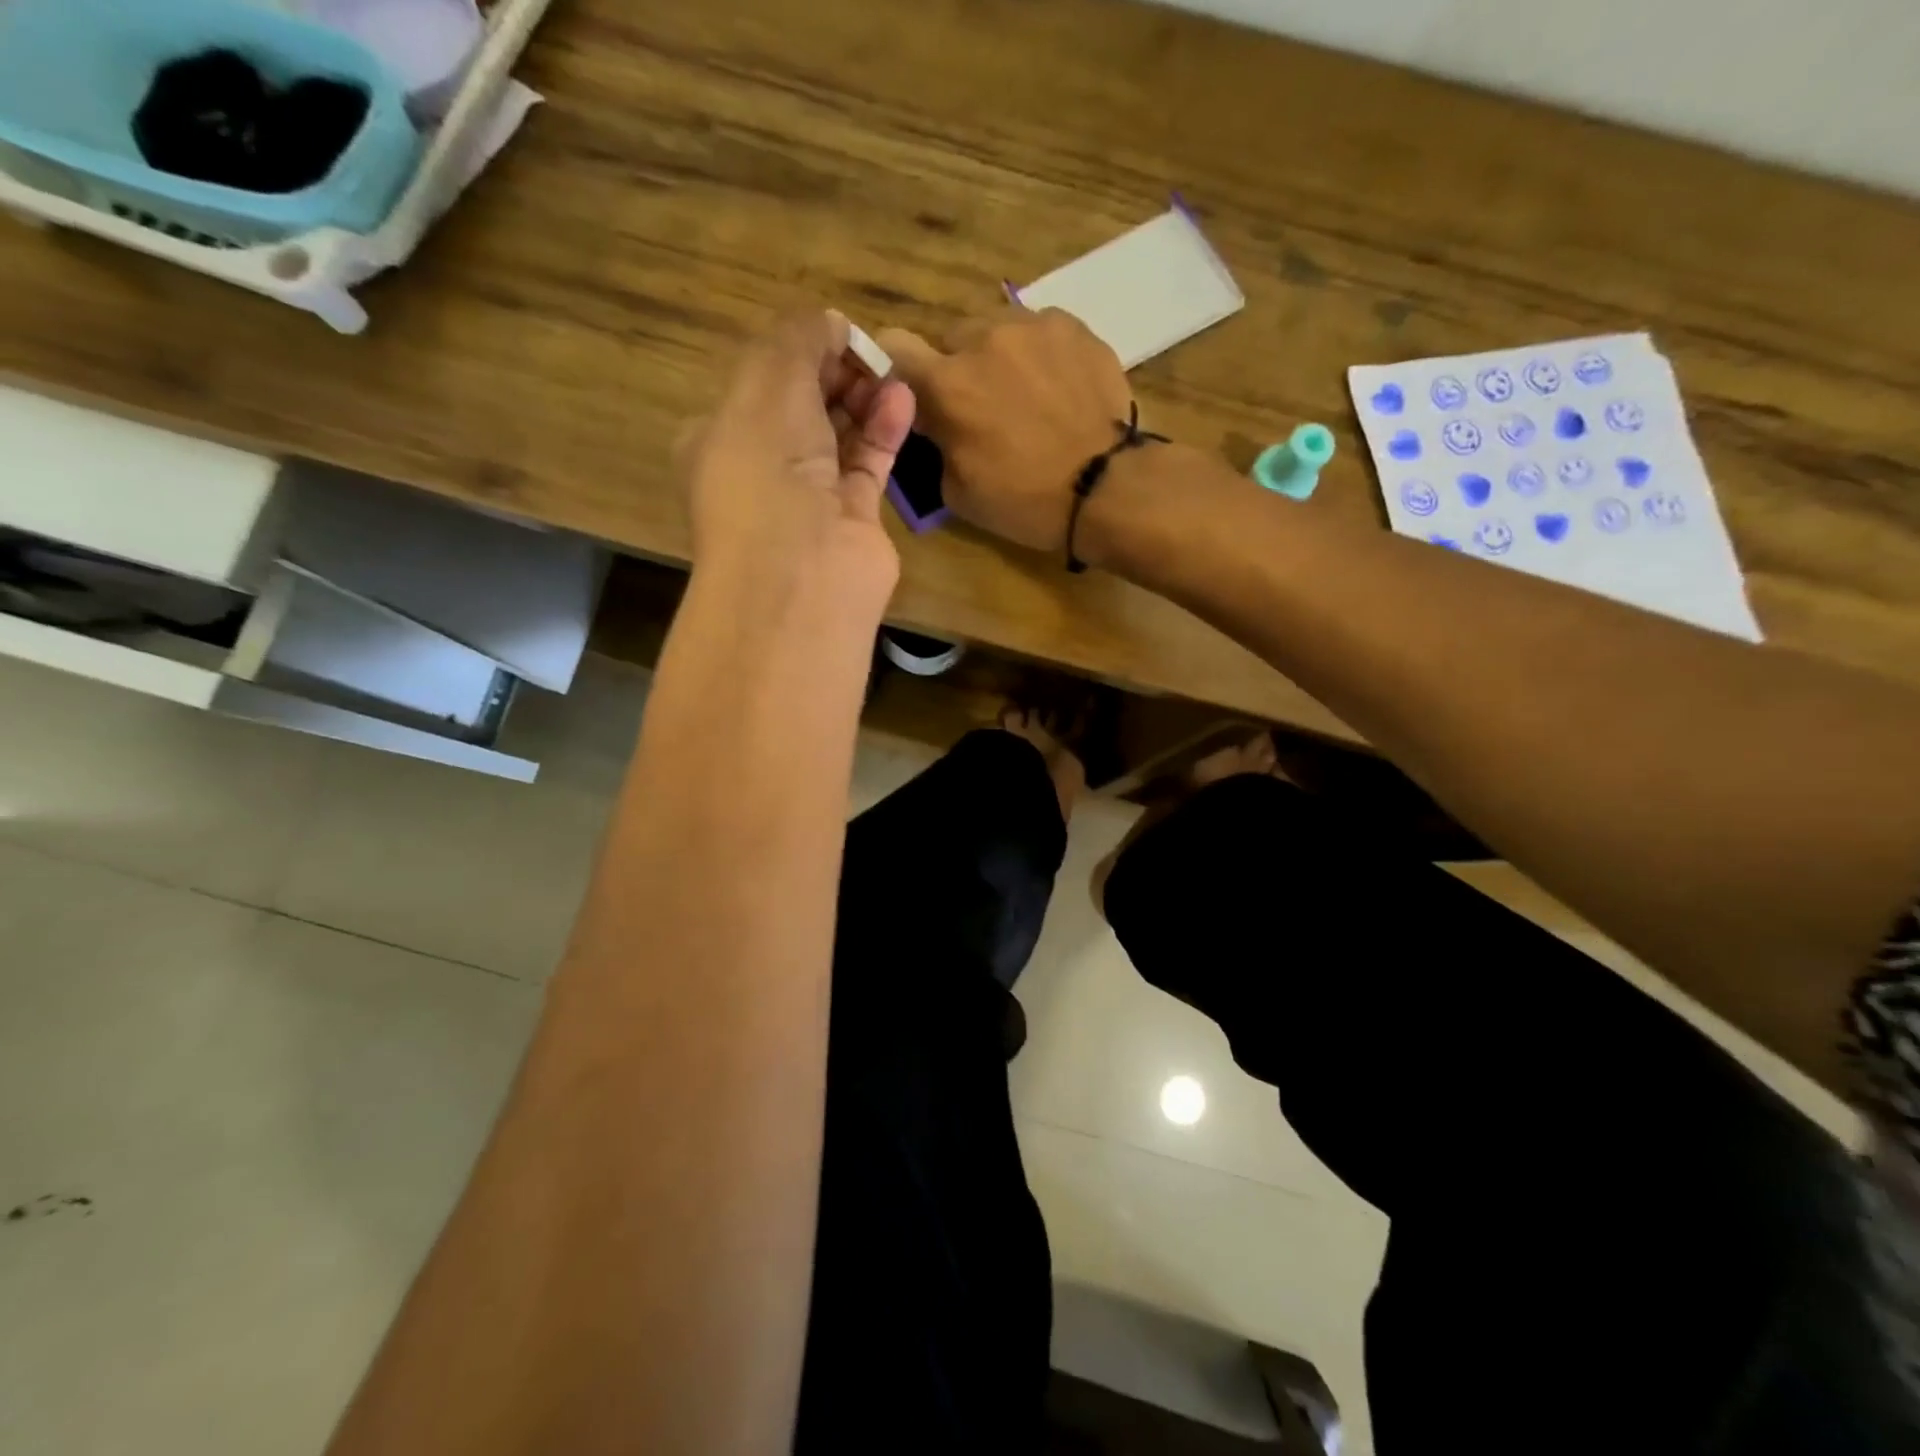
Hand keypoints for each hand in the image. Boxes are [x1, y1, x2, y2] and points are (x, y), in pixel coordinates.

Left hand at [681, 310, 915, 617]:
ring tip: (891, 372)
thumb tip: (828, 322)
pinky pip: (869, 464)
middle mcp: (762, 468)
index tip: (833, 334)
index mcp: (722, 437)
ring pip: (839, 436)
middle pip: (803, 406)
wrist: (802, 571)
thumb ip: (796, 338)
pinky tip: (902, 400)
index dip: (797, 351)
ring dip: (864, 399)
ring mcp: (809, 498)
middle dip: (834, 373)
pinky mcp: (852, 520)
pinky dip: (885, 431)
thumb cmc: (767, 469)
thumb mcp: (768, 382)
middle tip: (867, 356)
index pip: (761, 381)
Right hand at [878, 308, 1131, 552]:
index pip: (894, 347)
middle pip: (951, 338)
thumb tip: (938, 424)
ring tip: (1026, 394)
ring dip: (999, 356)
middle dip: (958, 368)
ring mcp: (1033, 325)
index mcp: (946, 384)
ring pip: (997, 328)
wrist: (1106, 488)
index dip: (899, 369)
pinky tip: (1059, 388)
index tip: (916, 394)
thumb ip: (936, 444)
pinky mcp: (1074, 327)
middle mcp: (983, 338)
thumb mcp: (957, 491)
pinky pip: (1041, 330)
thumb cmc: (1025, 500)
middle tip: (982, 406)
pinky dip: (1040, 354)